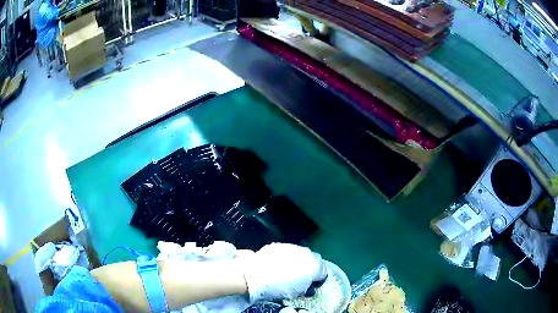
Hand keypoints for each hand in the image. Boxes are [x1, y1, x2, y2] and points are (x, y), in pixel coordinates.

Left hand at [243, 243, 326, 302]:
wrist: (255, 276)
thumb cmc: (278, 288)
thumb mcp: (297, 292)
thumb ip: (307, 287)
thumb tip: (307, 286)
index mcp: (315, 266)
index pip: (324, 272)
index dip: (318, 280)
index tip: (312, 285)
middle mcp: (307, 253)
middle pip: (314, 260)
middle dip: (310, 268)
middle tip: (301, 278)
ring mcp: (293, 247)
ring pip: (301, 254)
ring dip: (298, 262)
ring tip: (287, 271)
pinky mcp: (280, 245)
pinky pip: (287, 252)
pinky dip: (286, 258)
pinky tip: (277, 265)